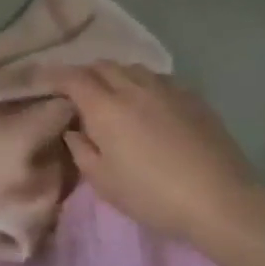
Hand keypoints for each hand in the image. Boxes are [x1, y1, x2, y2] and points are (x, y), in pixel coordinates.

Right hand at [49, 62, 264, 245]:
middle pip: (103, 66)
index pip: (73, 78)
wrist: (219, 199)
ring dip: (114, 75)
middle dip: (84, 73)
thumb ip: (81, 150)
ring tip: (111, 95)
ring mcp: (167, 89)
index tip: (44, 83)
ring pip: (132, 68)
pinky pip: (158, 78)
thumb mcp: (104, 181)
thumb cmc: (151, 195)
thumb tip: (74, 130)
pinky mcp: (192, 97)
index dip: (55, 76)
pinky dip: (142, 83)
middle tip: (76, 92)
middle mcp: (134, 88)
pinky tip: (146, 102)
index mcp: (106, 108)